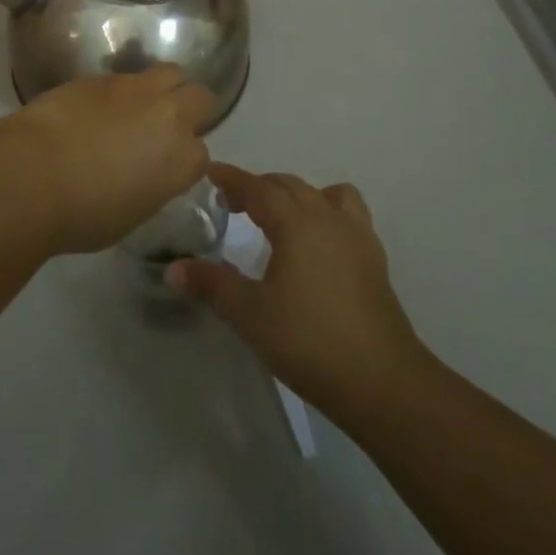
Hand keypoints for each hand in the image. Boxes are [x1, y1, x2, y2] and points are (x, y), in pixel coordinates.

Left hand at [0, 66, 214, 255]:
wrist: (33, 173)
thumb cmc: (82, 214)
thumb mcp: (131, 214)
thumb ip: (151, 186)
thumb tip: (144, 173)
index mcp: (181, 159)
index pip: (201, 154)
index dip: (184, 160)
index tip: (167, 168)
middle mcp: (168, 115)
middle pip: (200, 96)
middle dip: (190, 109)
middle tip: (165, 128)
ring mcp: (135, 89)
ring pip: (170, 72)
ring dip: (162, 89)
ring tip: (139, 108)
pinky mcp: (102, 75)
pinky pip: (125, 77)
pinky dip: (120, 92)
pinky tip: (98, 110)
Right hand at [167, 163, 423, 419]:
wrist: (382, 381)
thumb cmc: (309, 341)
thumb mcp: (250, 315)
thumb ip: (211, 285)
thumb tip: (173, 269)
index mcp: (295, 221)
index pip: (258, 187)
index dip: (232, 179)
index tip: (211, 173)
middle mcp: (326, 216)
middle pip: (289, 185)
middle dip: (259, 187)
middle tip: (234, 203)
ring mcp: (356, 235)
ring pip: (323, 194)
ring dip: (297, 195)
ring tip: (281, 217)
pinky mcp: (374, 258)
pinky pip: (348, 215)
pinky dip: (327, 213)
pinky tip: (319, 243)